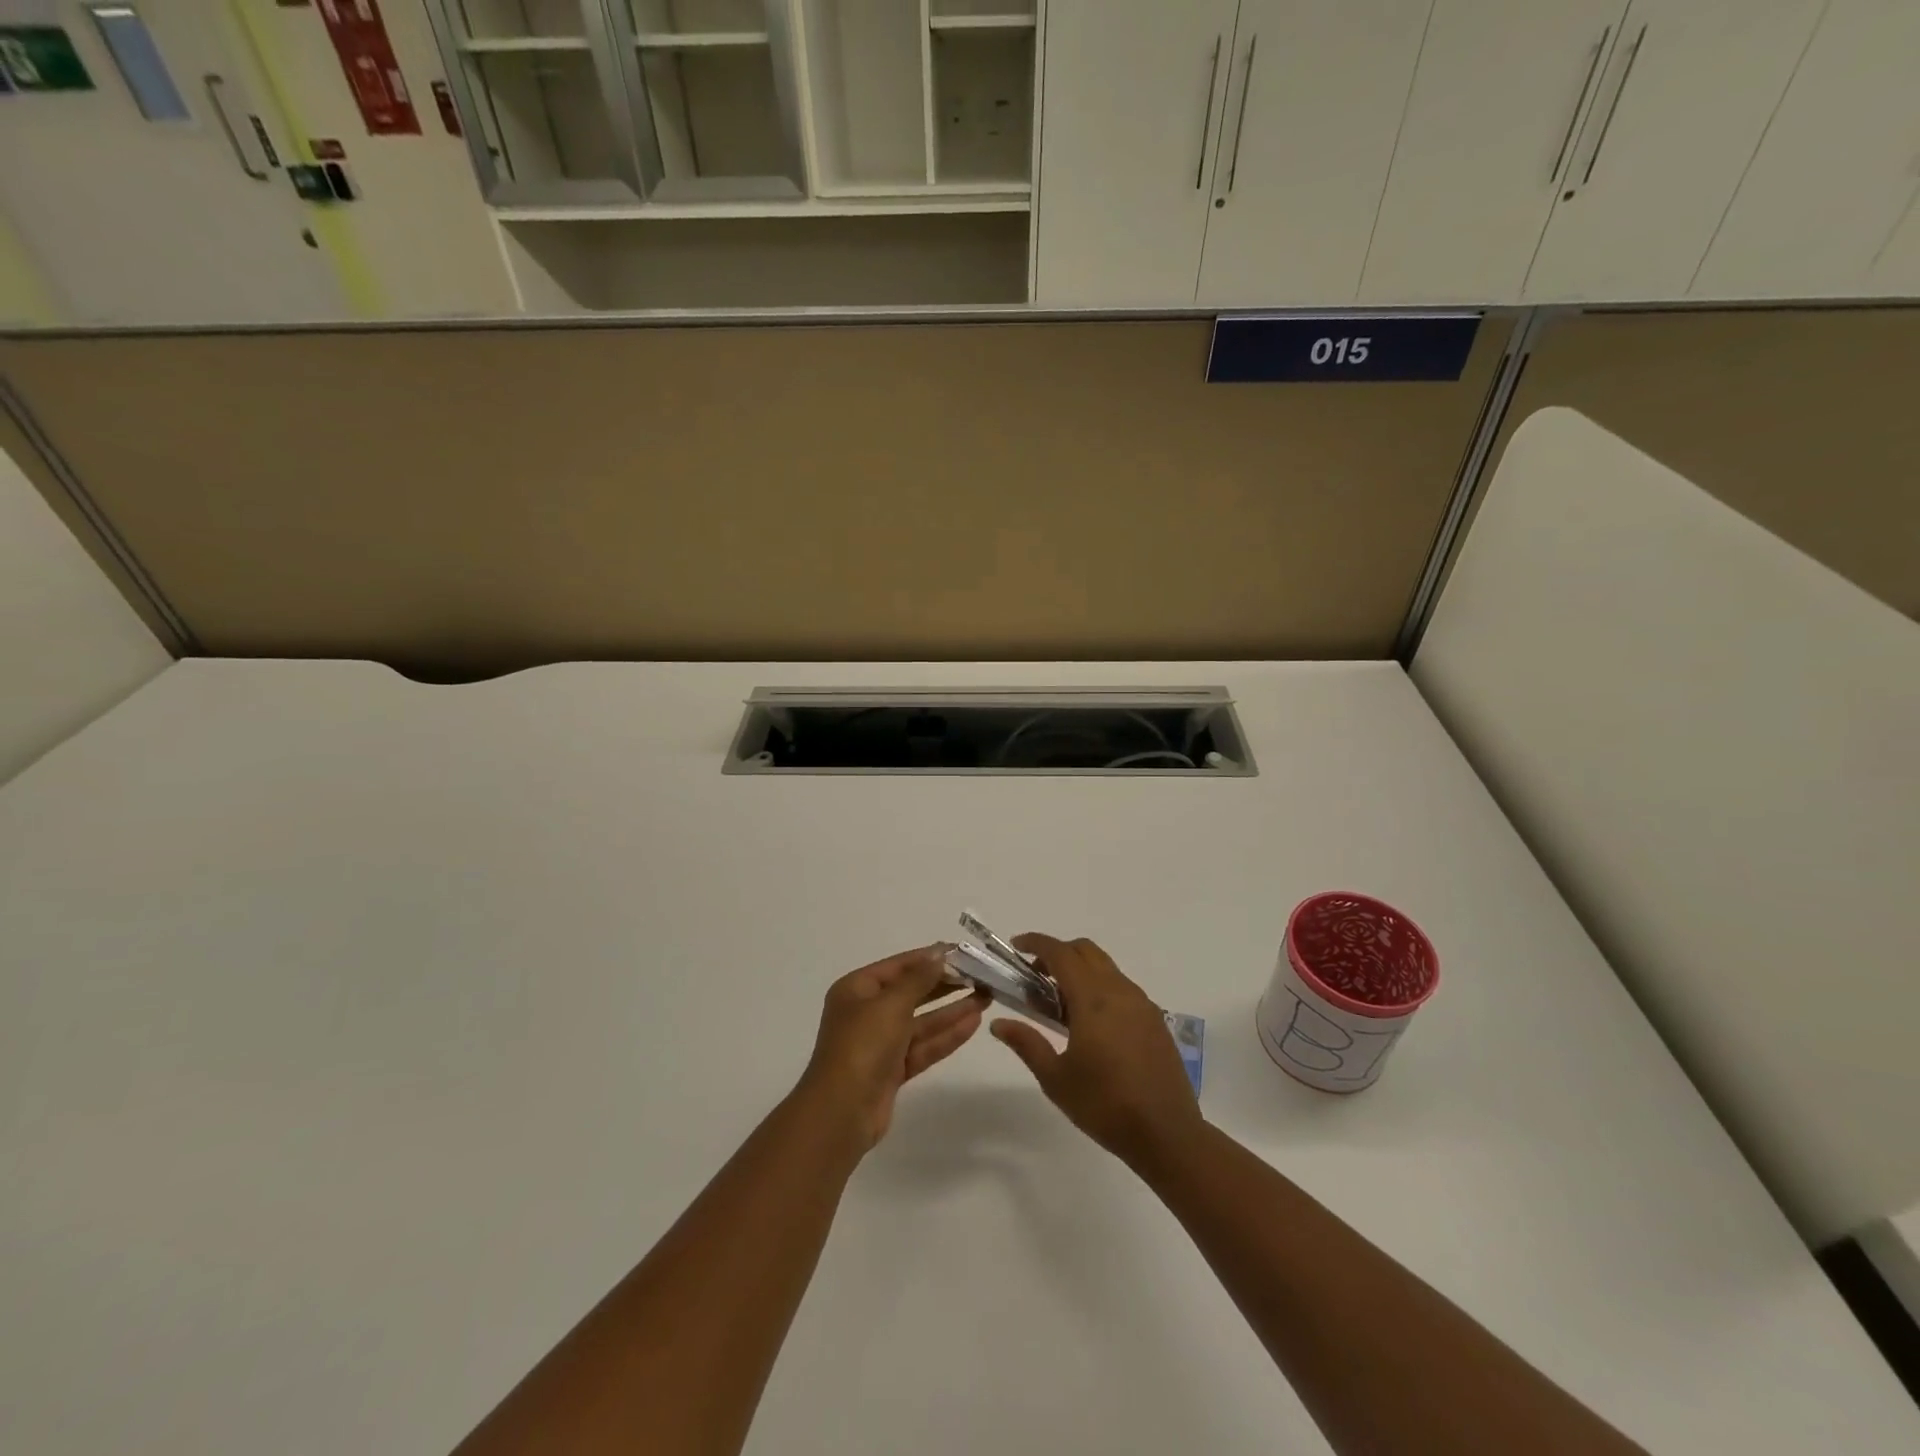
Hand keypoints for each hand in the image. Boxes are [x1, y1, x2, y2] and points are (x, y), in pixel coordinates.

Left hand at [796, 947, 988, 1151]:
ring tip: (986, 997)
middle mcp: (867, 1012)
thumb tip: (939, 954)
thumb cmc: (862, 1046)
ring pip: (922, 1021)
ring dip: (952, 1010)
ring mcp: (880, 1043)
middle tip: (980, 975)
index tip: (963, 952)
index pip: (899, 965)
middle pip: (912, 992)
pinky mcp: (893, 1070)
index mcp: (857, 989)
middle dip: (945, 984)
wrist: (841, 1112)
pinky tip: (973, 1022)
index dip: (930, 957)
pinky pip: (923, 1045)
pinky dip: (947, 1035)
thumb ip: (918, 979)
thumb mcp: (891, 1004)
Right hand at [990, 934, 1200, 1165]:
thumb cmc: (1105, 1106)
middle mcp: (1120, 991)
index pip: (1061, 953)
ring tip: (1061, 1003)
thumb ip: (1027, 1044)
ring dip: (1081, 970)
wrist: (1167, 1134)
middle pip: (1086, 950)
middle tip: (1035, 977)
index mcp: (1093, 999)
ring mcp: (1142, 1004)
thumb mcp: (1056, 1078)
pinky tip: (1092, 1023)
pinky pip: (1122, 987)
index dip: (1036, 943)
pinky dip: (1100, 987)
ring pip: (1106, 967)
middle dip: (1058, 953)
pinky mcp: (1155, 1019)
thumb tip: (998, 1023)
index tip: (1016, 947)